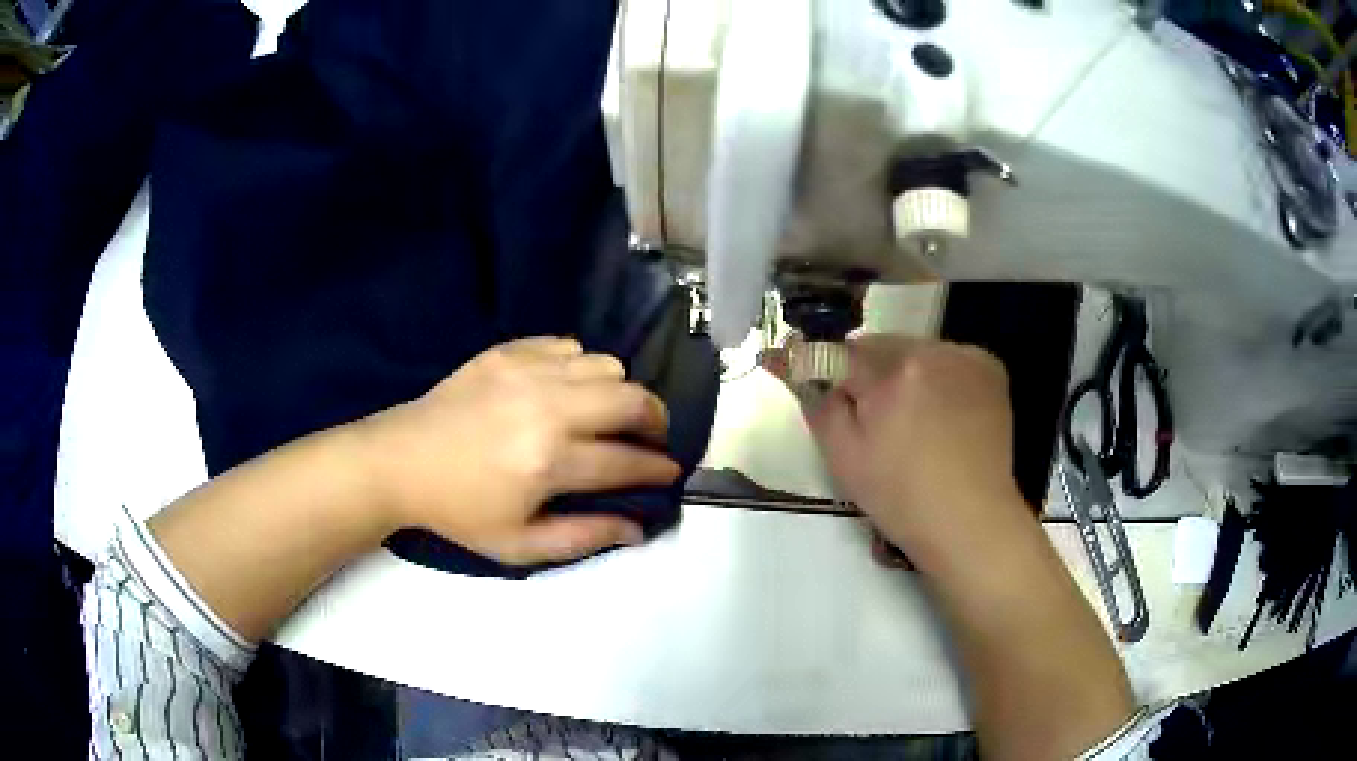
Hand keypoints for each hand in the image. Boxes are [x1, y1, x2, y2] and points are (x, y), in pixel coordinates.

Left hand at [356, 337, 681, 564]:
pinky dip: (579, 367)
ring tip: (604, 414)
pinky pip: (567, 345)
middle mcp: (547, 408)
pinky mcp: (506, 351)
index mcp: (549, 462)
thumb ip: (584, 537)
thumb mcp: (519, 546)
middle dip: (655, 420)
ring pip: (605, 365)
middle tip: (650, 438)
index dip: (658, 468)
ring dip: (617, 392)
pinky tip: (565, 389)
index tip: (671, 471)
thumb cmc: (459, 511)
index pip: (628, 460)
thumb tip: (638, 527)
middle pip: (631, 399)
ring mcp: (526, 371)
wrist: (399, 462)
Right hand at [770, 336, 1028, 571]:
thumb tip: (798, 368)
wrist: (970, 522)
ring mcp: (968, 357)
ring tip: (913, 423)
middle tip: (874, 422)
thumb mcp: (843, 457)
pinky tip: (943, 416)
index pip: (842, 351)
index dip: (827, 371)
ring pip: (917, 352)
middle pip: (883, 347)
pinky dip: (939, 379)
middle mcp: (934, 349)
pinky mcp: (991, 369)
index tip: (821, 391)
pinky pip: (949, 361)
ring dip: (906, 375)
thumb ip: (819, 403)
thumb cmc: (901, 497)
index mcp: (894, 370)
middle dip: (871, 375)